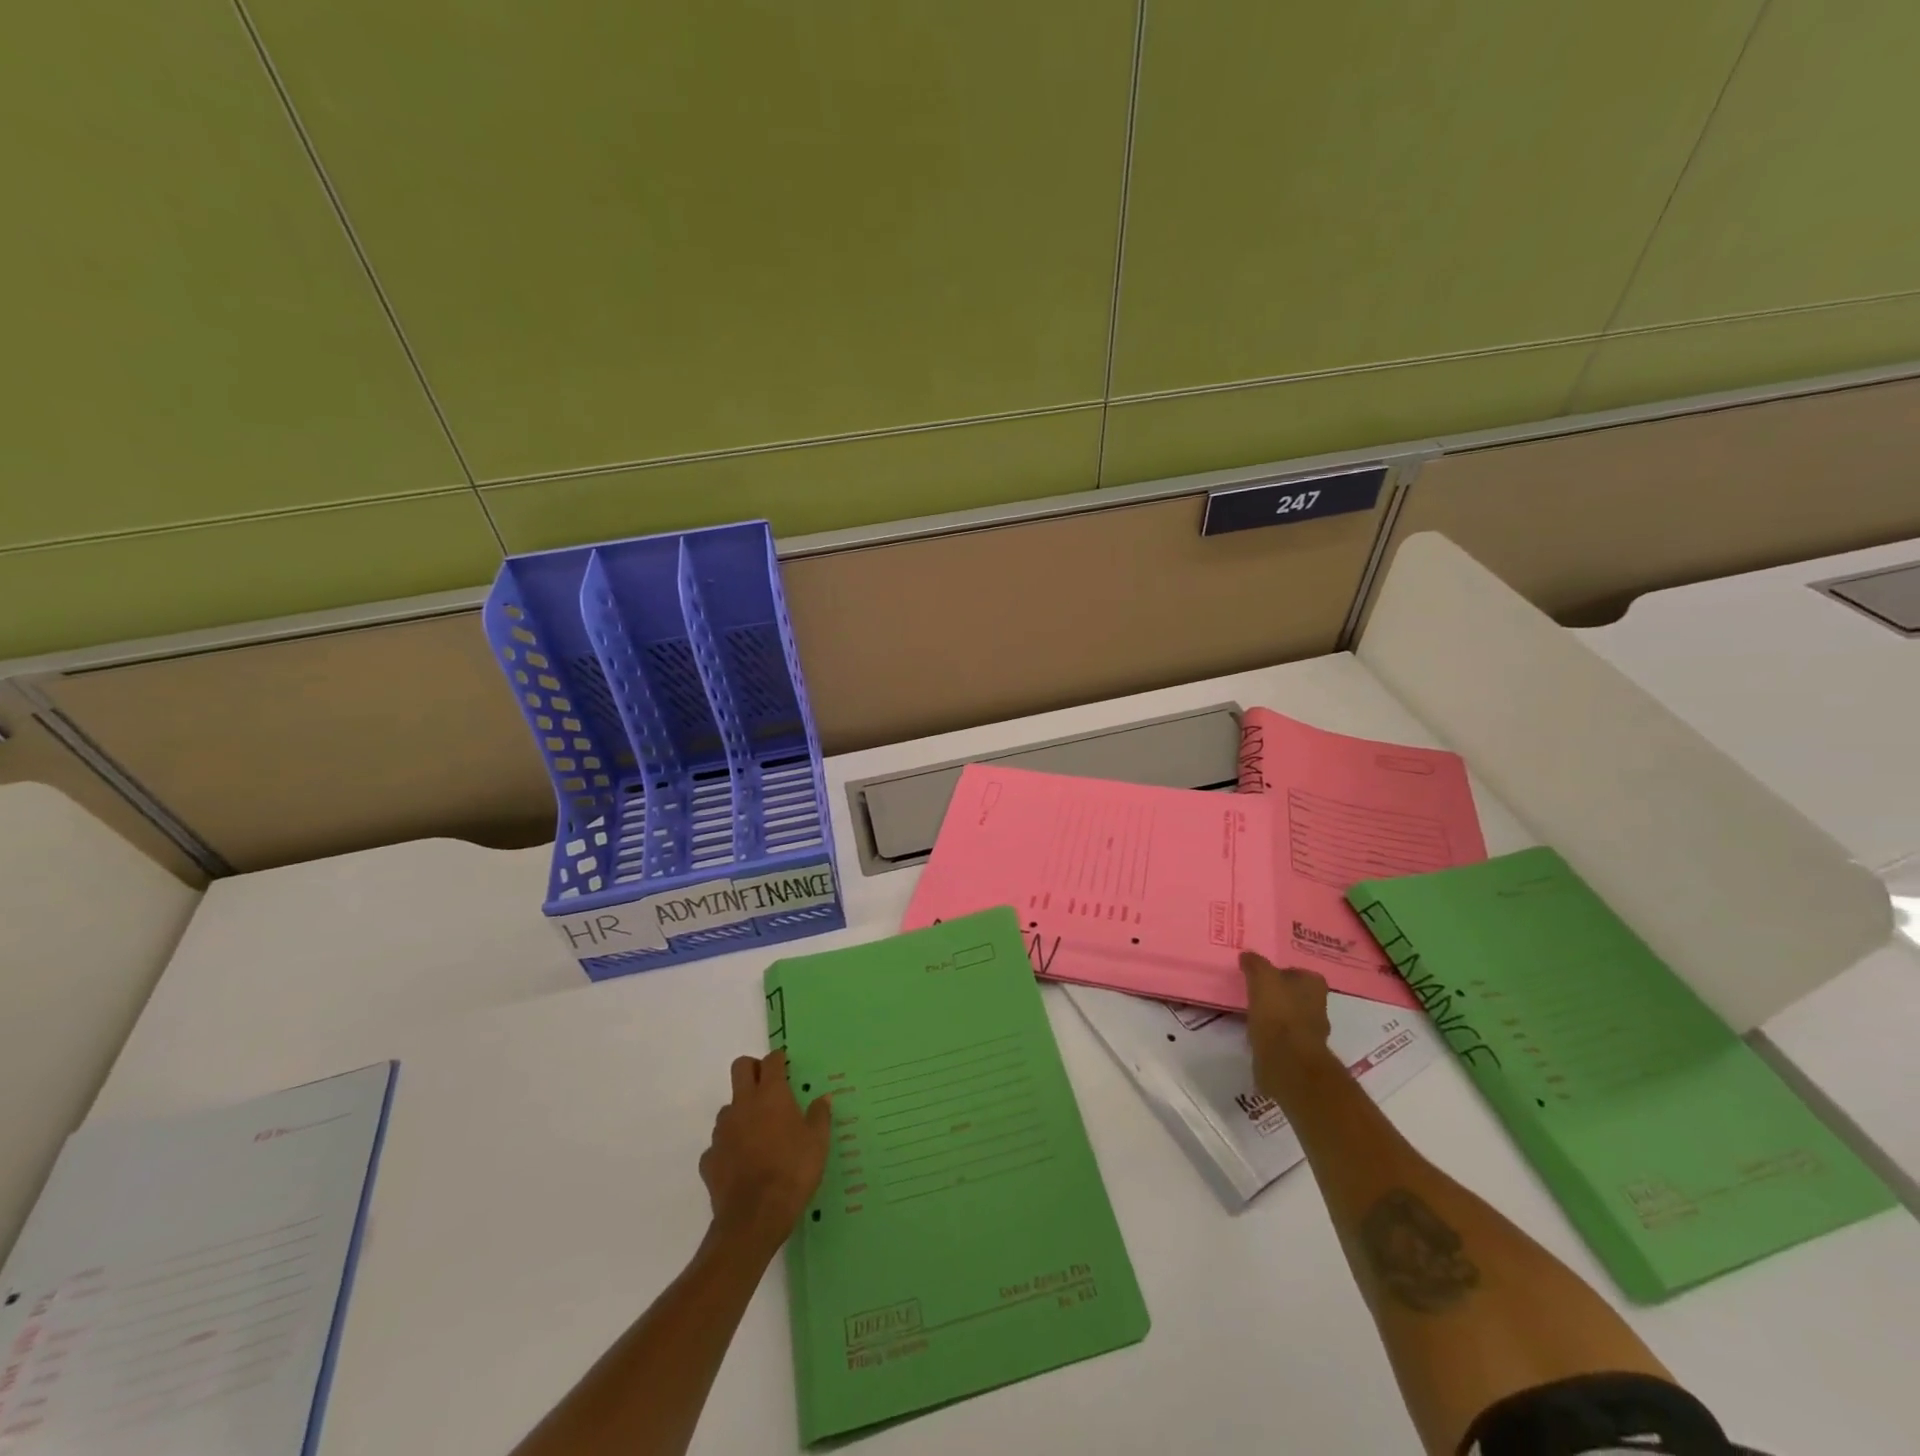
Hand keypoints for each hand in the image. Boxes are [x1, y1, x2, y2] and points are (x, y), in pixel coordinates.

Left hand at [699, 1050, 831, 1252]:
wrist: (754, 1218)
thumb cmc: (793, 1171)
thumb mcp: (818, 1143)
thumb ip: (820, 1116)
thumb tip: (823, 1098)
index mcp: (771, 1095)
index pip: (771, 1061)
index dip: (778, 1059)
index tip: (785, 1065)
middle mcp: (743, 1105)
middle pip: (740, 1068)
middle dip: (752, 1069)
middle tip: (767, 1086)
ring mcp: (722, 1131)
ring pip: (728, 1107)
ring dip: (741, 1112)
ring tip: (757, 1133)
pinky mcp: (709, 1158)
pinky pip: (718, 1144)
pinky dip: (729, 1147)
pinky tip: (741, 1164)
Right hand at [1241, 952, 1332, 1098]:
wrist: (1287, 1061)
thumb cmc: (1278, 1012)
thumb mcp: (1262, 978)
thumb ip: (1256, 963)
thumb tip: (1248, 955)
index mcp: (1314, 986)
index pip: (1301, 972)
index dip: (1284, 972)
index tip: (1264, 974)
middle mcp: (1319, 1007)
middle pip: (1297, 995)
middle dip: (1281, 993)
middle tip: (1256, 990)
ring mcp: (1311, 1032)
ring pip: (1291, 1016)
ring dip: (1276, 1014)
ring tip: (1253, 1011)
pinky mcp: (1299, 1053)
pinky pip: (1284, 1036)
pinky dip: (1273, 1033)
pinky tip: (1256, 1031)